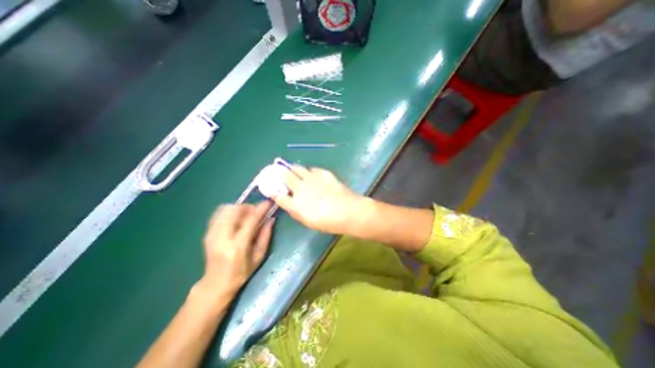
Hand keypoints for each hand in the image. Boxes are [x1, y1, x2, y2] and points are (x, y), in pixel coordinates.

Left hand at [197, 201, 274, 298]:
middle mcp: (222, 238)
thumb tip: (271, 219)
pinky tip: (236, 219)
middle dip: (247, 206)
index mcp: (238, 247)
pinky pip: (218, 214)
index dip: (260, 209)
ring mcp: (212, 235)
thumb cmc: (241, 273)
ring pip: (224, 210)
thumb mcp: (259, 257)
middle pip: (234, 211)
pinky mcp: (207, 234)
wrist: (215, 284)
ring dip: (238, 208)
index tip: (268, 202)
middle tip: (256, 211)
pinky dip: (229, 212)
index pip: (250, 221)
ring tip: (246, 215)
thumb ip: (265, 236)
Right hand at [270, 165, 366, 234]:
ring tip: (292, 168)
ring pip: (297, 168)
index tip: (271, 188)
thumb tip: (291, 204)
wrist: (347, 211)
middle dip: (280, 173)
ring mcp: (311, 178)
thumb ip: (297, 212)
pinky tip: (311, 173)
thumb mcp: (309, 222)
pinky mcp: (322, 173)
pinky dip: (309, 171)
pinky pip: (312, 169)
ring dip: (293, 168)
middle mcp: (300, 188)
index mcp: (295, 203)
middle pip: (286, 176)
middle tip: (279, 171)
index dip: (273, 191)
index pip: (279, 196)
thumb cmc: (328, 222)